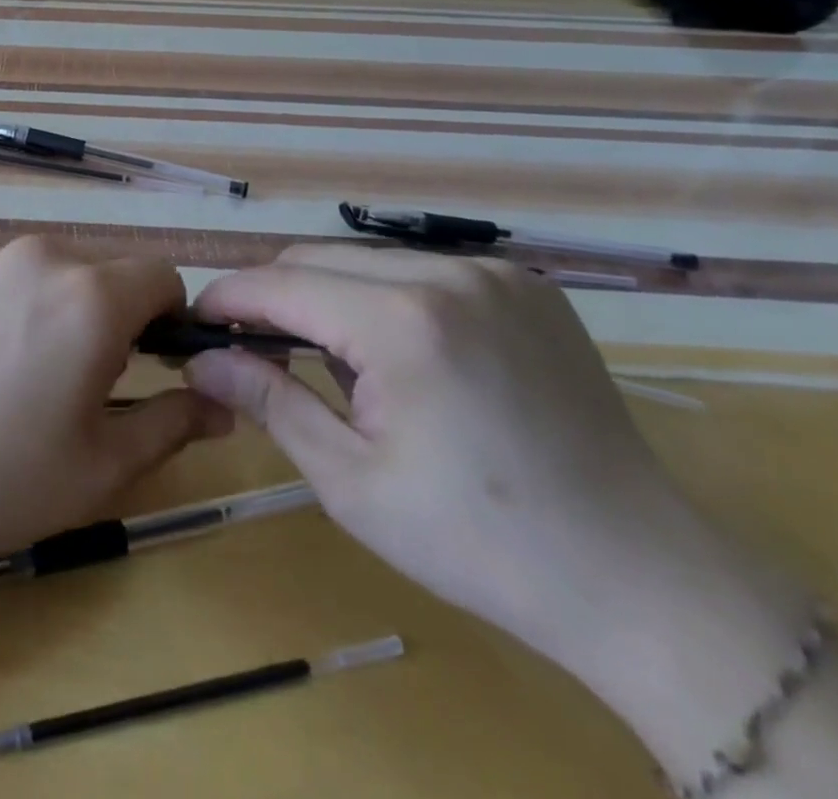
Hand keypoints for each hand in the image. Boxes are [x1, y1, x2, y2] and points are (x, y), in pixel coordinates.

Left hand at [0, 237, 230, 577]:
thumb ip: (174, 424)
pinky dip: (24, 305)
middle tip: (93, 385)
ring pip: (60, 271)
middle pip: (110, 270)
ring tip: (35, 378)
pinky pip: (13, 276)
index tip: (155, 367)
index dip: (172, 320)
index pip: (163, 275)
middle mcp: (41, 256)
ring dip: (70, 309)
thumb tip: (220, 404)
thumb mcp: (103, 467)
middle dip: (121, 316)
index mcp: (90, 294)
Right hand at [182, 245, 807, 748]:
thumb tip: (199, 360)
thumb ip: (268, 401)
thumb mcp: (351, 482)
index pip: (277, 284)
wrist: (642, 579)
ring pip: (366, 260)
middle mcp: (446, 273)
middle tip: (256, 352)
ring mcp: (493, 272)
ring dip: (329, 297)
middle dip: (272, 298)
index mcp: (401, 321)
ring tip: (337, 363)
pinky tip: (404, 355)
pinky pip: (421, 270)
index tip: (195, 326)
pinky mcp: (525, 284)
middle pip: (316, 259)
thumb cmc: (479, 541)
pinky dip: (386, 297)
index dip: (225, 300)